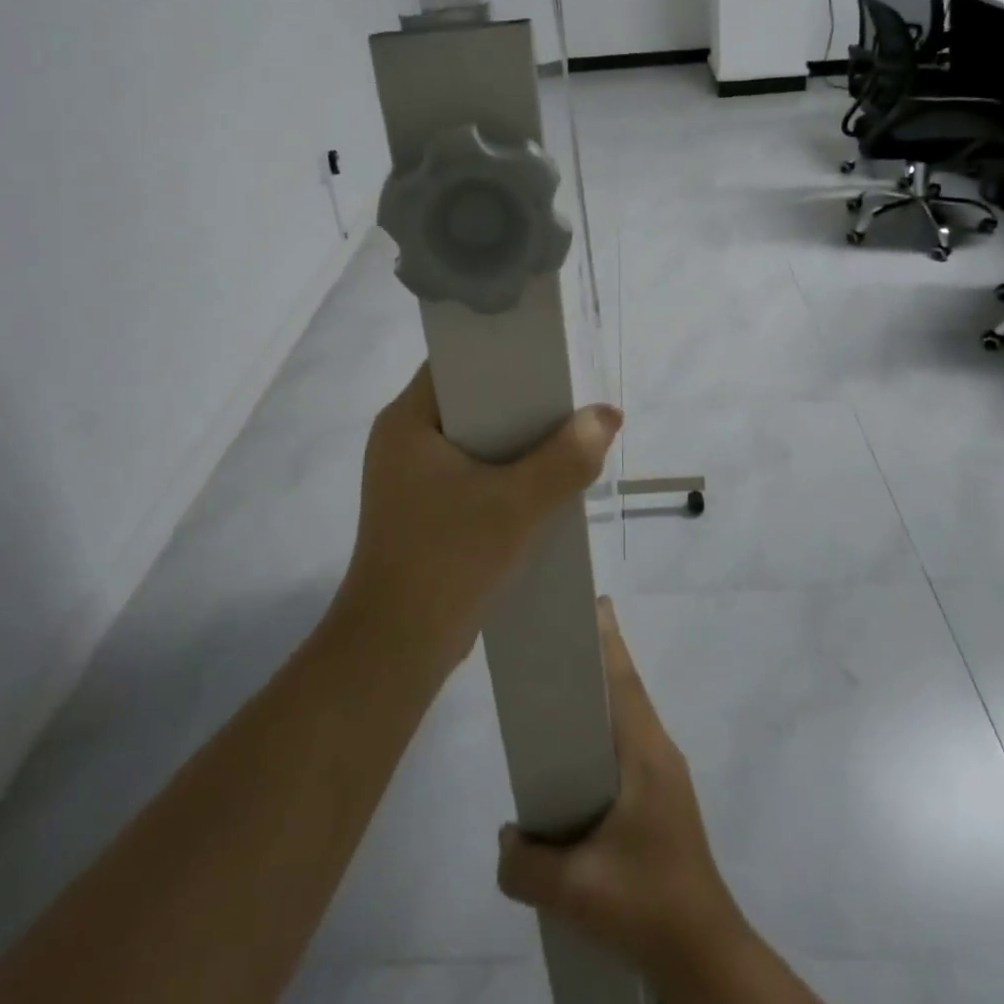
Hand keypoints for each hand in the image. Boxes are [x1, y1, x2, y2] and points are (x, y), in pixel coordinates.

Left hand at [335, 363, 622, 679]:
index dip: (504, 354)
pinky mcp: (425, 508)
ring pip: (475, 438)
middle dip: (522, 400)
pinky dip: (506, 470)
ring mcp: (411, 477)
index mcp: (406, 420)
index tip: (550, 357)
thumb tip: (608, 415)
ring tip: (567, 432)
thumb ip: (567, 457)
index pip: (457, 362)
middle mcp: (403, 439)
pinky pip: (472, 471)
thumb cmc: (447, 560)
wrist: (396, 649)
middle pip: (471, 399)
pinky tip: (543, 479)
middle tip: (570, 397)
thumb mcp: (516, 504)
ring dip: (517, 440)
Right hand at [496, 600, 749, 991]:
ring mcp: (665, 777)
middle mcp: (659, 752)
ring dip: (600, 701)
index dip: (606, 640)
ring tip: (559, 698)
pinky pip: (628, 749)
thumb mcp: (575, 889)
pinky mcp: (663, 802)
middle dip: (596, 660)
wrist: (703, 954)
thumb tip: (506, 838)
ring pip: (628, 720)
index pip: (622, 680)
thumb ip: (526, 864)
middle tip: (558, 643)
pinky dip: (603, 736)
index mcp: (645, 752)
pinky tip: (576, 767)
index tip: (591, 604)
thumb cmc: (646, 902)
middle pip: (625, 691)